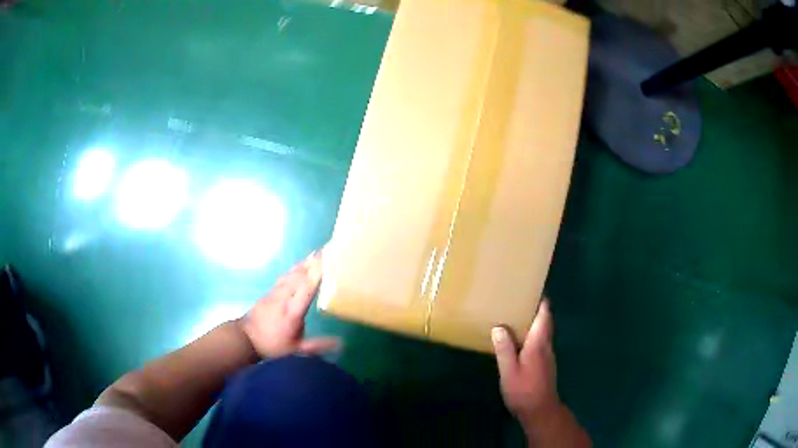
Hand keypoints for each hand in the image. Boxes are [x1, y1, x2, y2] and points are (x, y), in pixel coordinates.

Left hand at [240, 251, 338, 357]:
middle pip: (299, 277)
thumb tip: (341, 343)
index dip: (315, 276)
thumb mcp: (297, 350)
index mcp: (292, 312)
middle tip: (327, 252)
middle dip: (312, 264)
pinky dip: (295, 268)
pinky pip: (285, 276)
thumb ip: (318, 345)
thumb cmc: (273, 345)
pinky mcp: (270, 292)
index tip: (326, 263)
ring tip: (317, 253)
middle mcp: (284, 299)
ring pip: (291, 275)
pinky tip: (300, 264)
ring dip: (304, 263)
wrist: (246, 339)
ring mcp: (275, 293)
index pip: (305, 290)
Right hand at [492, 299, 558, 423]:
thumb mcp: (509, 371)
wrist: (540, 410)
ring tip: (515, 317)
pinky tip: (518, 341)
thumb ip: (505, 349)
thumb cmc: (524, 390)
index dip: (541, 301)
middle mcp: (546, 345)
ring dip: (533, 322)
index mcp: (538, 343)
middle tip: (518, 301)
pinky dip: (531, 334)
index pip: (545, 315)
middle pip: (545, 321)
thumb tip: (499, 327)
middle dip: (536, 309)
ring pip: (543, 331)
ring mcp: (547, 355)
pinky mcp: (545, 363)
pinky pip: (539, 341)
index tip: (531, 290)